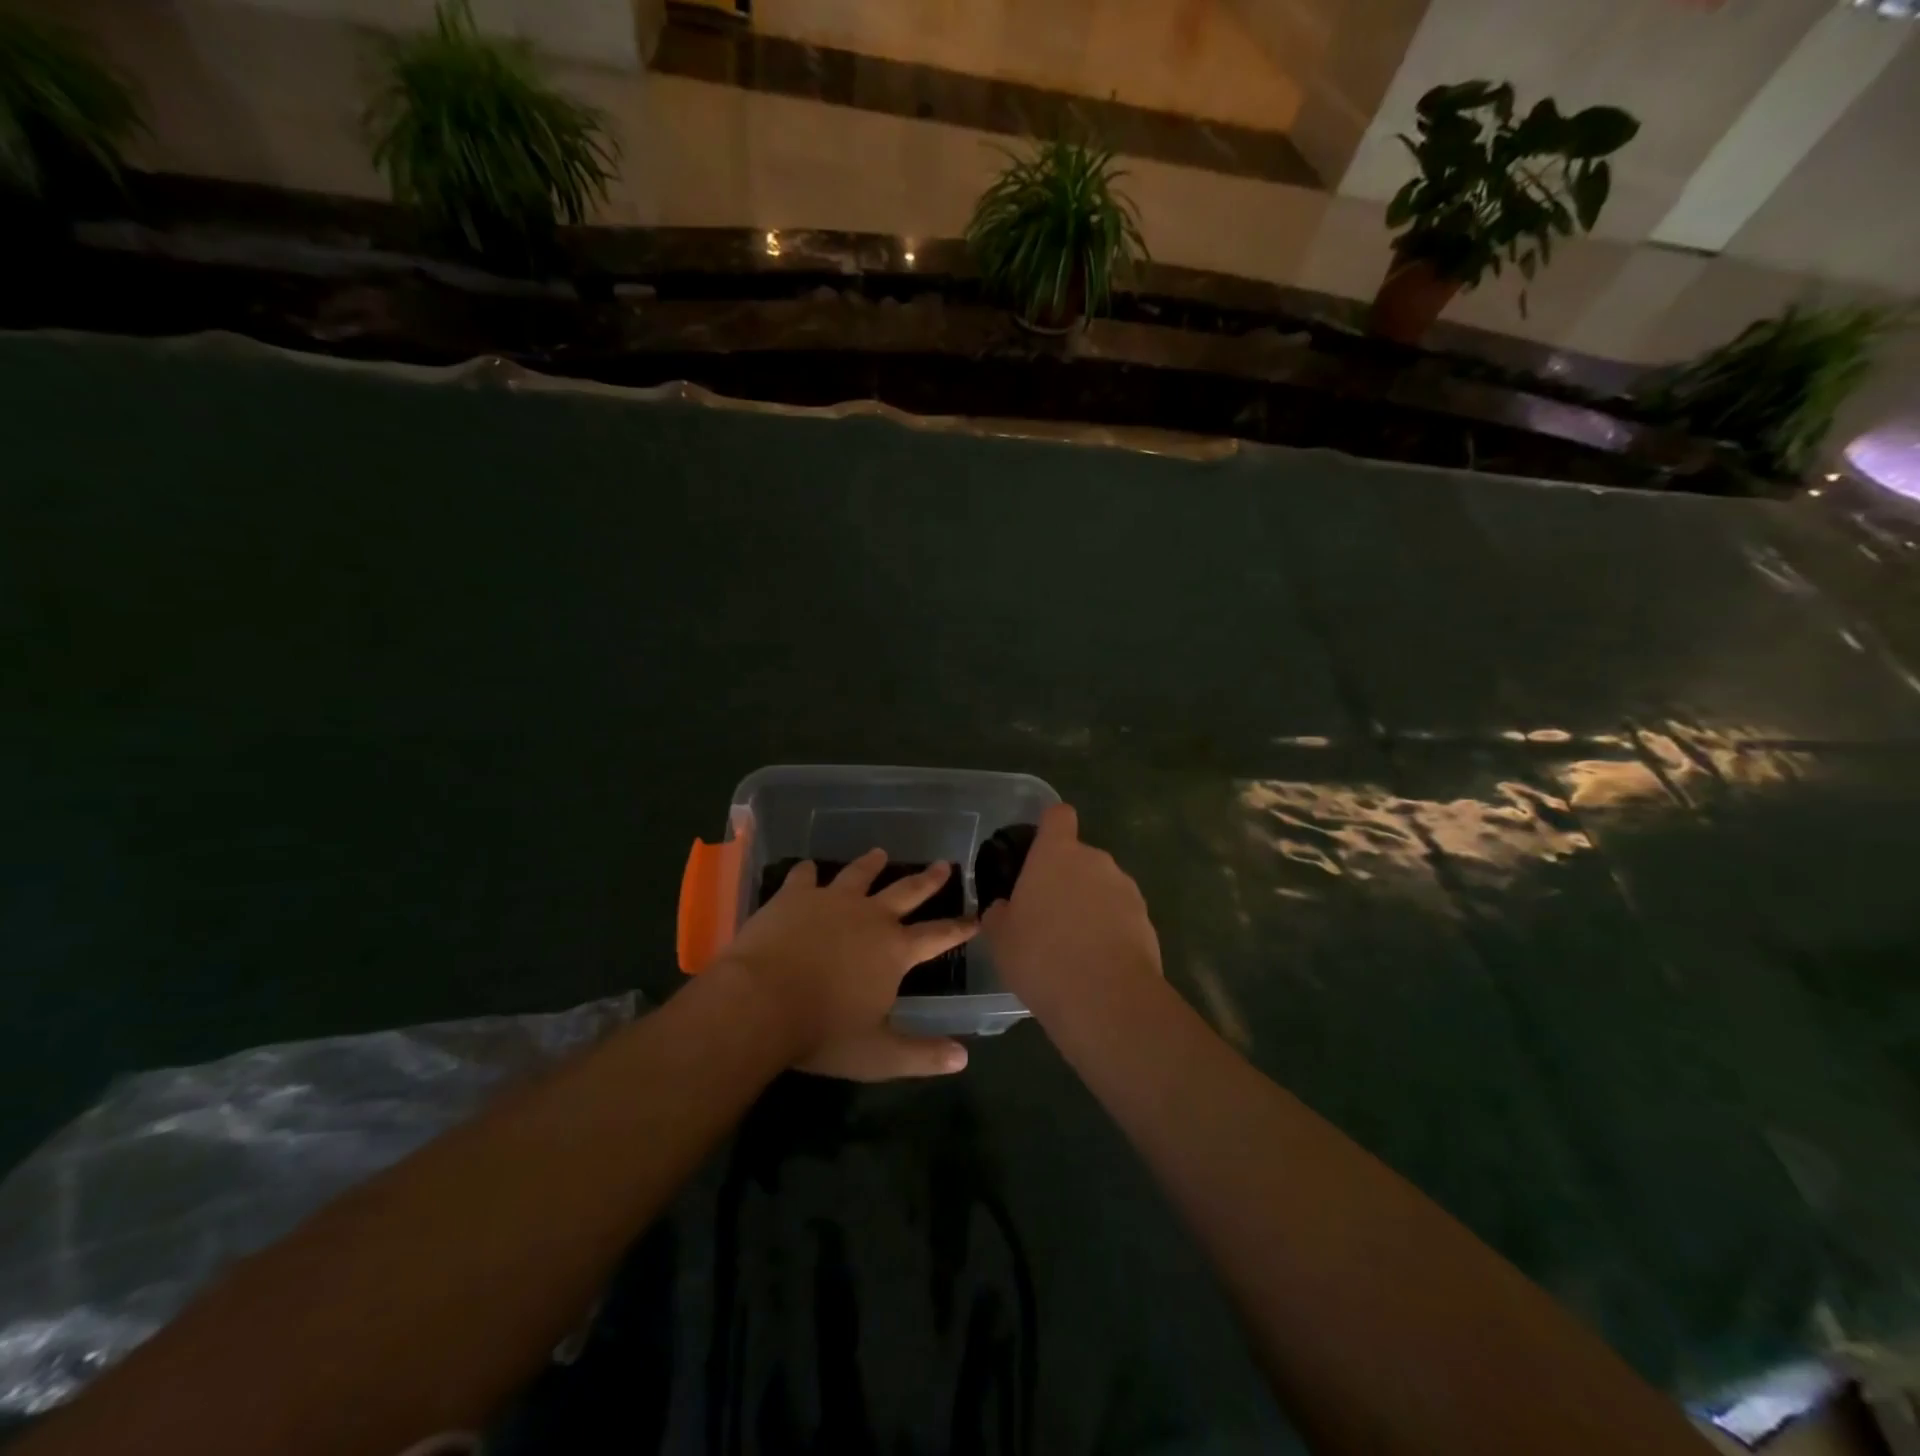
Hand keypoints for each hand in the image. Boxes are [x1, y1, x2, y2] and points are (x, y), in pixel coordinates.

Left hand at [716, 849, 977, 1080]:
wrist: (759, 1002)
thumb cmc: (822, 1032)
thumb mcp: (877, 1055)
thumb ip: (921, 1054)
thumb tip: (963, 1058)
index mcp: (894, 950)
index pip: (938, 935)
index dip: (960, 928)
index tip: (976, 917)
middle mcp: (870, 916)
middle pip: (907, 891)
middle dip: (928, 880)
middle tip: (943, 865)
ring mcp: (831, 900)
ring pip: (859, 874)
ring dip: (871, 864)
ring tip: (880, 853)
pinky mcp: (794, 896)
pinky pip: (805, 876)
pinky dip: (808, 872)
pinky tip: (808, 868)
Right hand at [982, 804, 1161, 1017]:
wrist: (1105, 999)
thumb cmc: (1040, 956)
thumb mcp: (1000, 937)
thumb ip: (1000, 913)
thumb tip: (1005, 908)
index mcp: (1057, 854)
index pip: (1058, 815)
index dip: (1050, 828)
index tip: (1039, 851)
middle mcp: (1095, 861)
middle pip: (1080, 857)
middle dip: (1067, 879)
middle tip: (1048, 916)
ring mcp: (1127, 889)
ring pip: (1102, 888)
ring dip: (1090, 906)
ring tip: (1074, 947)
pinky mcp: (1147, 920)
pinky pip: (1121, 916)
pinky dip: (1111, 931)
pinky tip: (1098, 964)